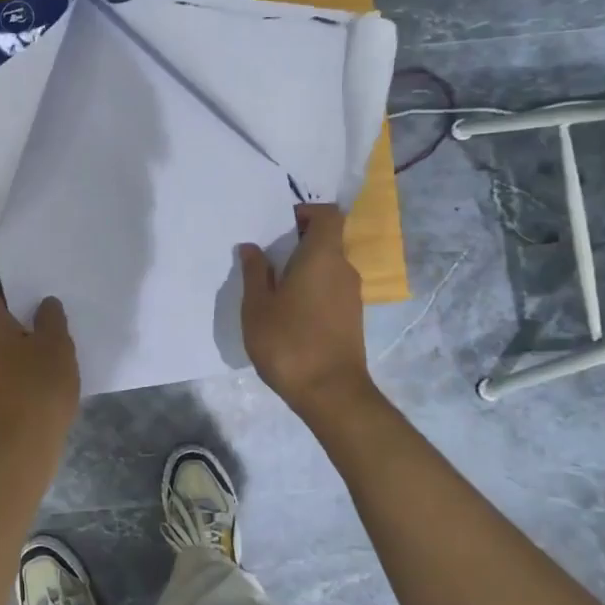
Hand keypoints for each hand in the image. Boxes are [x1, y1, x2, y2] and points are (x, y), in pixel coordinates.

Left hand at [0, 249, 78, 452]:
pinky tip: (46, 352)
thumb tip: (45, 305)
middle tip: (34, 283)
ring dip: (11, 317)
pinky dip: (15, 342)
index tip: (0, 257)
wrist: (19, 450)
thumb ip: (51, 318)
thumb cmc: (36, 388)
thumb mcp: (56, 345)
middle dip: (0, 287)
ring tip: (47, 317)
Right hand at [239, 204, 375, 418]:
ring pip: (328, 266)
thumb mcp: (258, 306)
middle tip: (267, 256)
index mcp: (323, 257)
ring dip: (304, 268)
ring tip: (272, 285)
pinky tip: (288, 310)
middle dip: (298, 241)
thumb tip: (252, 247)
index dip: (306, 212)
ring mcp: (351, 295)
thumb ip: (255, 272)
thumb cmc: (288, 342)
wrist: (330, 392)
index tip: (280, 224)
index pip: (327, 215)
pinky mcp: (352, 317)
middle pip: (327, 240)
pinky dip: (312, 288)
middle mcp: (344, 269)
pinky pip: (330, 288)